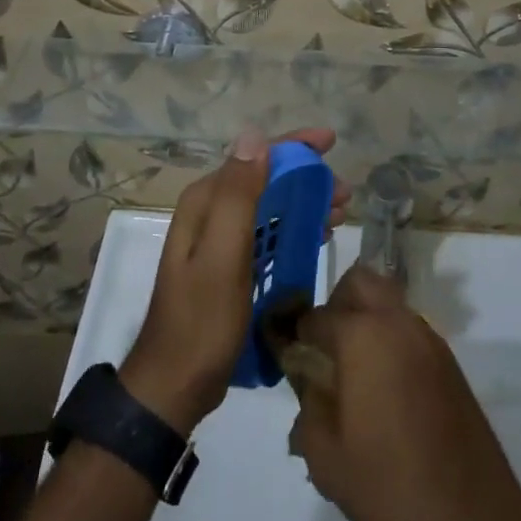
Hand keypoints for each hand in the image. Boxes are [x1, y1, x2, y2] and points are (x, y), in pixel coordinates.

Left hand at [121, 128, 347, 434]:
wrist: (175, 385)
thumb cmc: (202, 320)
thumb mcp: (223, 254)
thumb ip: (238, 195)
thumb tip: (254, 135)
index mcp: (205, 201)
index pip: (254, 157)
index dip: (293, 146)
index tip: (331, 141)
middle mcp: (209, 212)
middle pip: (264, 180)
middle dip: (305, 178)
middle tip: (345, 192)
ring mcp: (218, 240)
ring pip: (268, 207)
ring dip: (304, 204)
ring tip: (340, 214)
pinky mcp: (228, 266)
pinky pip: (267, 235)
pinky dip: (293, 231)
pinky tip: (316, 239)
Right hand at [287, 266, 520, 520]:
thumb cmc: (387, 485)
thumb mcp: (325, 454)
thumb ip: (307, 405)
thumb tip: (309, 380)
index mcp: (361, 336)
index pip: (317, 316)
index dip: (299, 335)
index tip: (293, 357)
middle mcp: (396, 323)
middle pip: (360, 282)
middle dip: (337, 303)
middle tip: (327, 346)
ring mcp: (429, 339)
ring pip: (389, 302)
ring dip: (368, 319)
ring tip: (356, 370)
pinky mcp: (449, 362)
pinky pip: (410, 330)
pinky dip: (392, 341)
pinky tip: (386, 389)